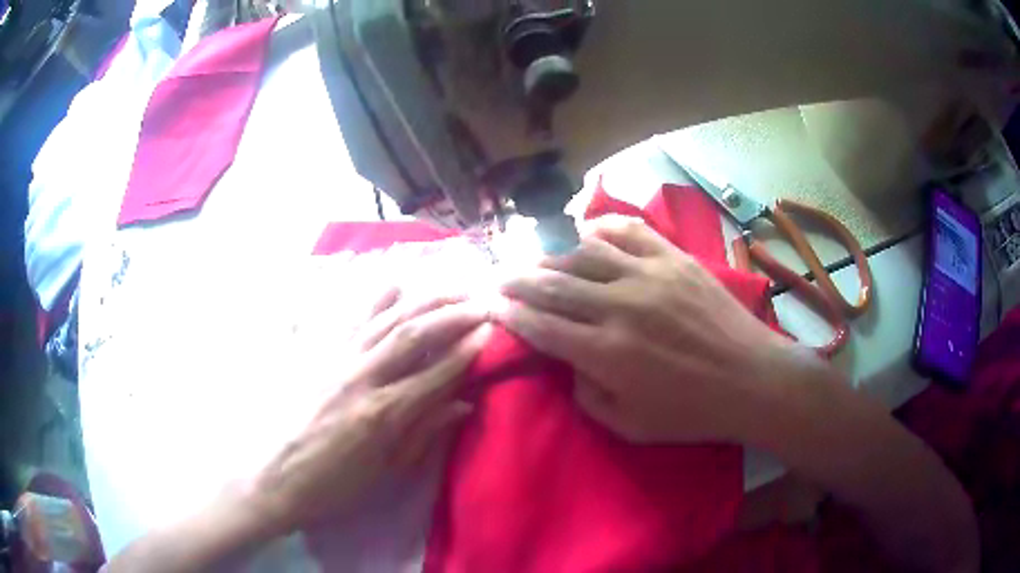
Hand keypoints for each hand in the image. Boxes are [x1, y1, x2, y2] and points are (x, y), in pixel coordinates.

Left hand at [251, 288, 490, 533]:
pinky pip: (347, 317)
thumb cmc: (331, 485)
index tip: (491, 331)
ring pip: (384, 318)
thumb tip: (462, 405)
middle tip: (480, 300)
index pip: (436, 373)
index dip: (467, 350)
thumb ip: (423, 435)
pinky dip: (372, 298)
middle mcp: (361, 376)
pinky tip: (392, 283)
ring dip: (421, 299)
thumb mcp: (383, 473)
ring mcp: (335, 359)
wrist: (271, 478)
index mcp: (383, 414)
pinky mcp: (315, 353)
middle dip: (452, 314)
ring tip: (449, 286)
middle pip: (413, 334)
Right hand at [496, 216, 794, 443]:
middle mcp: (620, 306)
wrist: (751, 379)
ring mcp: (649, 275)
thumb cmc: (691, 412)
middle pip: (553, 284)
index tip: (493, 306)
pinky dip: (602, 228)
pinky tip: (587, 233)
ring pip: (584, 253)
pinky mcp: (674, 258)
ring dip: (553, 256)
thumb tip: (569, 361)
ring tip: (538, 261)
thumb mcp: (629, 426)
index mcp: (606, 353)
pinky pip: (629, 231)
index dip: (511, 314)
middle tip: (500, 277)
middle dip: (518, 280)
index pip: (542, 325)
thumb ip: (587, 395)